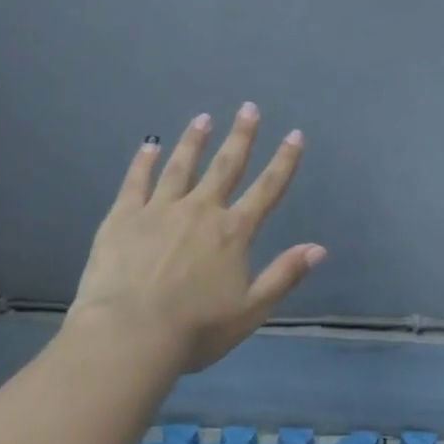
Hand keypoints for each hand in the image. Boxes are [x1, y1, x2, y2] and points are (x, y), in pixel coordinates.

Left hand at [67, 103, 325, 380]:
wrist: (129, 334)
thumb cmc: (195, 329)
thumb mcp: (251, 310)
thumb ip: (284, 275)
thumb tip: (319, 248)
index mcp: (233, 232)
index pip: (267, 189)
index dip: (284, 161)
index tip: (294, 135)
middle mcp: (200, 210)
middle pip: (226, 166)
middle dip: (241, 136)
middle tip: (248, 108)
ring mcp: (160, 210)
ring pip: (181, 166)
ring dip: (194, 141)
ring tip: (203, 118)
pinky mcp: (124, 217)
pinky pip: (136, 182)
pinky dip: (144, 162)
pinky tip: (149, 146)